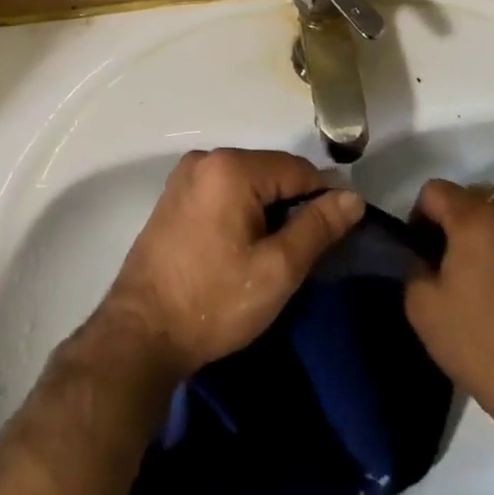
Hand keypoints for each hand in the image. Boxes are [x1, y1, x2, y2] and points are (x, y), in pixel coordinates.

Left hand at [97, 148, 363, 378]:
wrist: (139, 335)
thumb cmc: (214, 302)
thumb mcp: (277, 269)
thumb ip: (318, 227)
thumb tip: (353, 196)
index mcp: (232, 167)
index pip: (298, 170)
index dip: (322, 200)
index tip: (333, 236)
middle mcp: (206, 158)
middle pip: (270, 173)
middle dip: (291, 206)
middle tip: (299, 254)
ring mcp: (185, 176)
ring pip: (246, 183)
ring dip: (266, 210)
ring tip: (271, 255)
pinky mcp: (173, 196)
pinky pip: (222, 191)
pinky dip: (240, 211)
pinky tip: (239, 248)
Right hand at [404, 179, 493, 435]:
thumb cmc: (481, 345)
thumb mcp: (423, 310)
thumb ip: (415, 269)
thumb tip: (426, 261)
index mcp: (475, 220)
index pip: (435, 190)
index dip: (420, 215)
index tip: (421, 250)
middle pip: (476, 198)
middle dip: (458, 221)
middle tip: (450, 262)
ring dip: (492, 240)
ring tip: (488, 285)